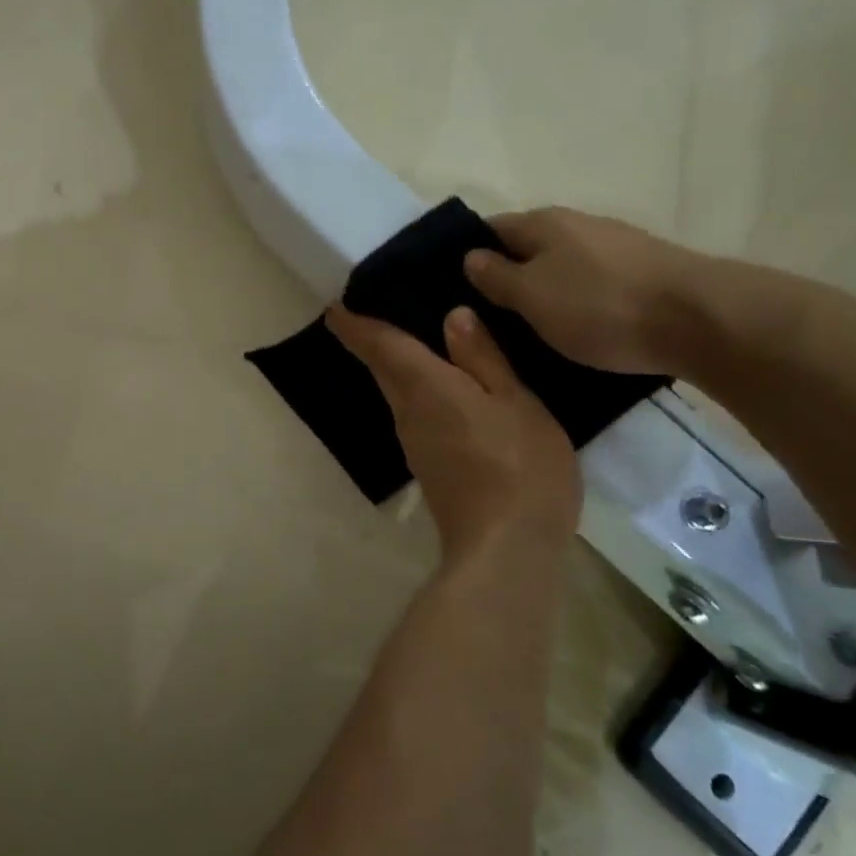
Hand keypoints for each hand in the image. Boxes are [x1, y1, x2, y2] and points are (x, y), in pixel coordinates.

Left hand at [327, 303, 580, 560]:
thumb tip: (452, 316)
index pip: (379, 346)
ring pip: (398, 392)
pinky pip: (416, 413)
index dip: (354, 324)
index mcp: (424, 387)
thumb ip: (483, 359)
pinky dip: (419, 391)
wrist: (505, 549)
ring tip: (419, 339)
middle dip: (373, 341)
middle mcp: (407, 412)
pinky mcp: (428, 465)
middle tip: (380, 310)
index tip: (335, 307)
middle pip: (382, 368)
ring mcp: (414, 443)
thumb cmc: (519, 466)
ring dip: (397, 366)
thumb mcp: (515, 403)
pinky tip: (446, 387)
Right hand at [462, 208, 704, 376]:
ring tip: (525, 326)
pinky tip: (573, 327)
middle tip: (483, 315)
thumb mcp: (532, 296)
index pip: (490, 228)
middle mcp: (578, 224)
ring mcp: (615, 246)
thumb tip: (471, 256)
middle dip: (505, 274)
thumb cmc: (599, 306)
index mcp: (543, 223)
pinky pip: (591, 283)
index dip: (467, 253)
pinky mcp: (643, 272)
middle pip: (527, 246)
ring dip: (542, 289)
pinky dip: (575, 301)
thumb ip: (496, 276)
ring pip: (561, 265)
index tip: (450, 287)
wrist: (700, 320)